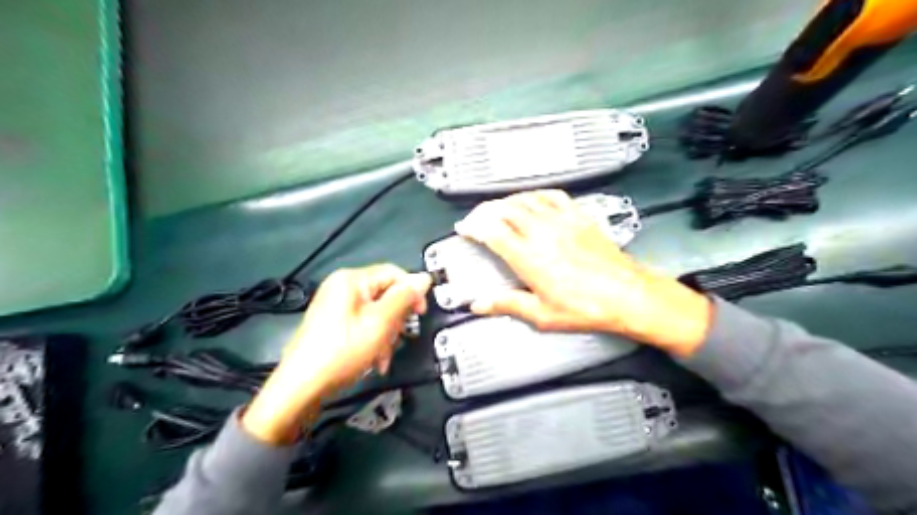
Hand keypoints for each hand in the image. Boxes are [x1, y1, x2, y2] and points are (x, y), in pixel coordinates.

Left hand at [242, 263, 431, 443]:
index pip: (393, 273)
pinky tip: (375, 359)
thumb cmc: (342, 351)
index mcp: (351, 279)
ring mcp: (336, 305)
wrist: (301, 387)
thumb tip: (424, 278)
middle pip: (385, 294)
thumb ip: (403, 298)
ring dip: (386, 334)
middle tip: (397, 339)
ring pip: (377, 312)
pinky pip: (363, 322)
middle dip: (396, 319)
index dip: (412, 291)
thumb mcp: (379, 323)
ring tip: (382, 356)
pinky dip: (373, 339)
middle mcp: (342, 287)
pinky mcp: (333, 322)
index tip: (420, 314)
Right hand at [454, 189, 710, 356]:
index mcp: (529, 257)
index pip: (491, 231)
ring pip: (526, 199)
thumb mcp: (542, 314)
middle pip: (505, 209)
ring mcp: (562, 221)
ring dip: (507, 200)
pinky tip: (533, 198)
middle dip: (485, 210)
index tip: (464, 228)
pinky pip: (553, 195)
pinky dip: (536, 194)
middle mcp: (542, 233)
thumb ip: (508, 304)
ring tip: (499, 207)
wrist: (628, 295)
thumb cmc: (587, 307)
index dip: (473, 226)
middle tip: (477, 218)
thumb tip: (481, 304)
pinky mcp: (579, 217)